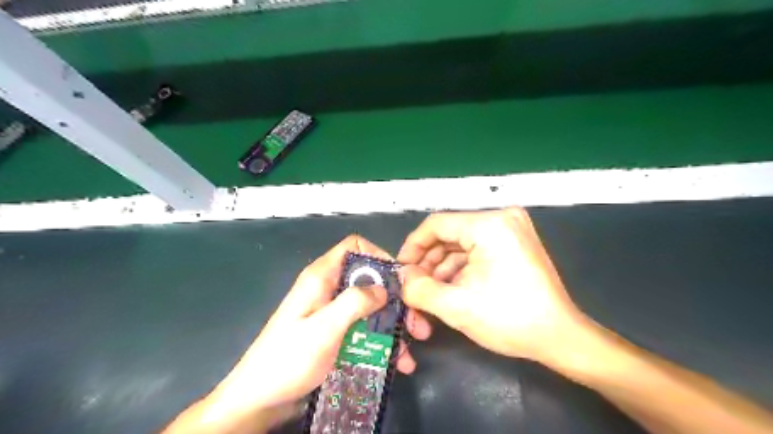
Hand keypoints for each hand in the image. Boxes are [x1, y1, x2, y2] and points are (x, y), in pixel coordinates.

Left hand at [172, 235, 428, 431]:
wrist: (259, 401)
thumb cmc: (288, 360)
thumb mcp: (323, 328)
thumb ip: (354, 302)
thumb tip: (383, 287)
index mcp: (321, 278)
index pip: (354, 247)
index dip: (378, 256)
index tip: (399, 279)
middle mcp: (329, 290)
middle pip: (368, 280)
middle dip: (395, 299)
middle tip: (416, 322)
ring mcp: (333, 313)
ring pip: (370, 307)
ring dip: (393, 324)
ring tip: (411, 348)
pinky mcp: (336, 334)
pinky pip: (364, 329)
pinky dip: (382, 341)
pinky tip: (397, 361)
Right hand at [398, 209, 593, 364]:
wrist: (560, 337)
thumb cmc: (510, 319)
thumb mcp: (456, 306)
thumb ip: (419, 289)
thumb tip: (402, 277)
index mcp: (490, 225)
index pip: (436, 225)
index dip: (413, 247)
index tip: (401, 270)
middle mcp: (502, 218)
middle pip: (449, 234)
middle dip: (428, 262)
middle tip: (414, 286)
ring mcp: (511, 229)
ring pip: (461, 244)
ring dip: (443, 268)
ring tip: (430, 293)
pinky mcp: (514, 242)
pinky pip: (476, 250)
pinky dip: (460, 268)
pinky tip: (450, 289)